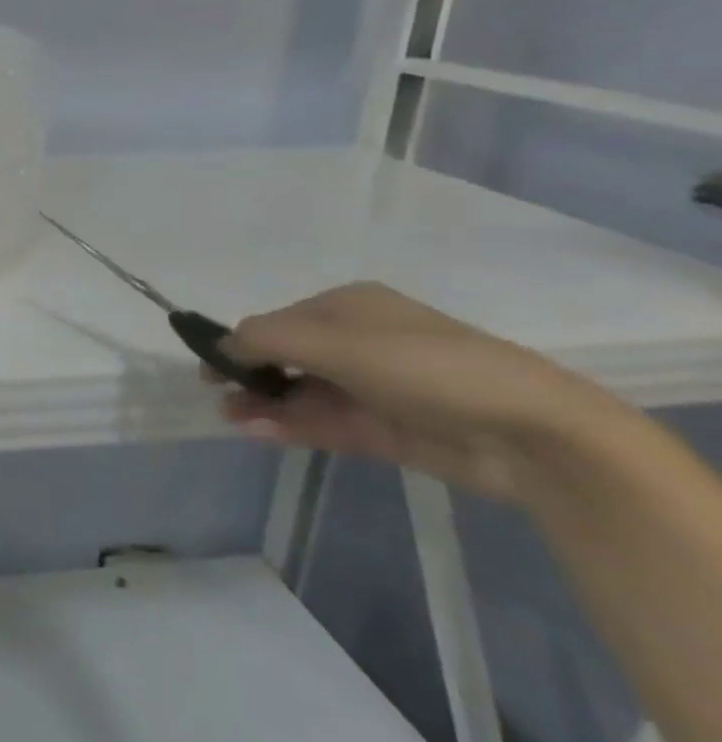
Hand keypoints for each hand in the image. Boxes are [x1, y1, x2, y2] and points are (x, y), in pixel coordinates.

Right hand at [217, 282, 637, 501]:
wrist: (529, 434)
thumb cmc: (424, 366)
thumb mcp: (335, 341)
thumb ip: (267, 338)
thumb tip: (221, 345)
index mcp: (350, 308)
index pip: (278, 321)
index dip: (242, 341)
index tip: (211, 366)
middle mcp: (359, 342)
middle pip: (287, 357)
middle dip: (250, 375)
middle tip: (217, 395)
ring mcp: (372, 388)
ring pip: (302, 393)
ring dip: (265, 403)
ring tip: (231, 417)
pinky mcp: (384, 429)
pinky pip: (324, 422)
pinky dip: (290, 425)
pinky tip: (258, 430)